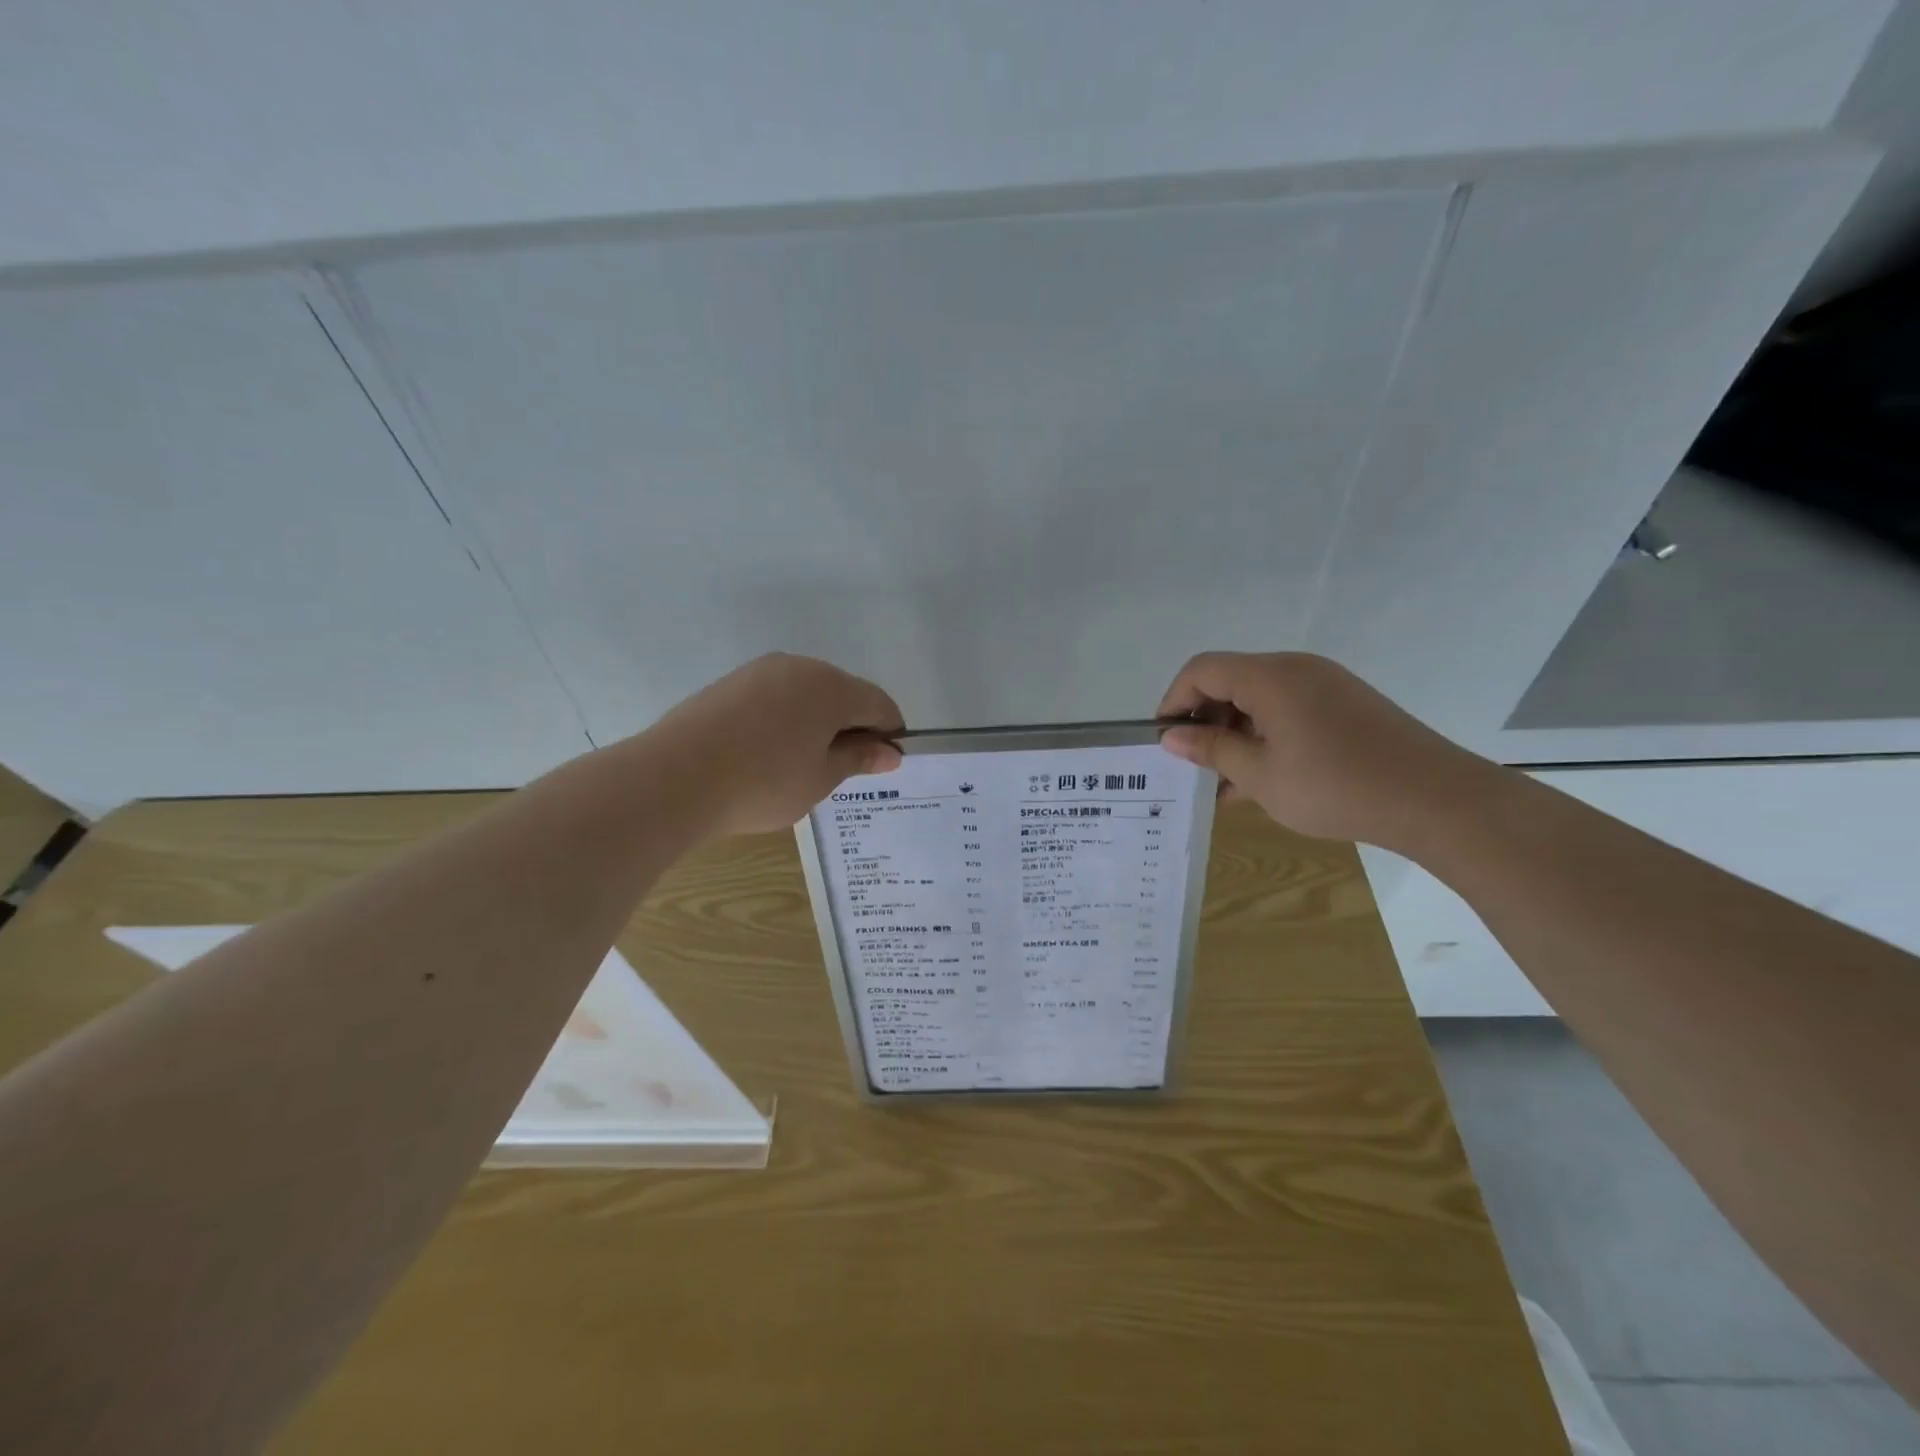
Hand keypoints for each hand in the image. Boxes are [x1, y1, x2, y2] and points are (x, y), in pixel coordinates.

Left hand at [649, 654, 904, 835]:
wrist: (675, 778)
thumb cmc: (764, 782)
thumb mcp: (821, 778)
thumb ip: (858, 759)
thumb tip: (890, 752)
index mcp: (831, 687)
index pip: (878, 704)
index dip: (889, 733)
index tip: (885, 764)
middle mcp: (799, 667)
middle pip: (842, 694)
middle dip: (851, 727)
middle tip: (843, 769)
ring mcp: (760, 671)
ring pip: (806, 694)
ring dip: (816, 723)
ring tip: (802, 765)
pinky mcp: (730, 684)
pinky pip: (774, 698)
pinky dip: (784, 721)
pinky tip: (768, 754)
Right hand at [1156, 651, 1500, 850]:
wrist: (1436, 800)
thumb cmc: (1336, 787)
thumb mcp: (1260, 775)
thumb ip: (1212, 750)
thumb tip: (1171, 736)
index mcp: (1270, 677)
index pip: (1202, 670)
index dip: (1174, 700)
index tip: (1163, 740)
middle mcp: (1296, 669)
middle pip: (1231, 680)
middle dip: (1204, 719)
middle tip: (1194, 765)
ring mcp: (1325, 684)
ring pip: (1259, 698)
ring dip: (1234, 732)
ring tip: (1225, 782)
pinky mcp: (1345, 704)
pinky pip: (1288, 710)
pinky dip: (1265, 735)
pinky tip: (1262, 777)